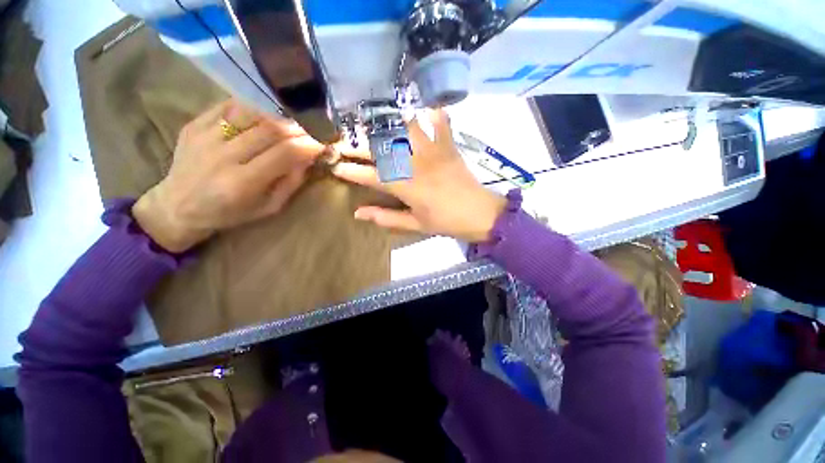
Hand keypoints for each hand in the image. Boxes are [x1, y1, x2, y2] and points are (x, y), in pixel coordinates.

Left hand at [132, 99, 324, 251]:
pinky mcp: (193, 125)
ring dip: (276, 118)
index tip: (322, 142)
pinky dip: (251, 108)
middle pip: (269, 130)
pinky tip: (262, 117)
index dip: (307, 145)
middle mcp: (222, 157)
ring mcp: (204, 137)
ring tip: (288, 125)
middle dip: (297, 128)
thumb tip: (307, 158)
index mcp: (242, 183)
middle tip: (311, 130)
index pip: (284, 154)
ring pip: (250, 114)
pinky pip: (228, 106)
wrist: (178, 205)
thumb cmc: (230, 213)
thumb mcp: (268, 208)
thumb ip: (290, 183)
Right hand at [332, 109, 505, 242]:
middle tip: (341, 142)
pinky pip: (440, 121)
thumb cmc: (446, 222)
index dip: (350, 170)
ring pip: (405, 128)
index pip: (371, 176)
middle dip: (357, 145)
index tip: (334, 166)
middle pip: (381, 148)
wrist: (480, 213)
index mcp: (407, 187)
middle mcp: (416, 164)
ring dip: (386, 123)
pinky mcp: (449, 146)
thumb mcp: (415, 224)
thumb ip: (386, 217)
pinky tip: (422, 105)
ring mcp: (433, 151)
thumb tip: (358, 213)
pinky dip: (432, 111)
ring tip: (370, 121)